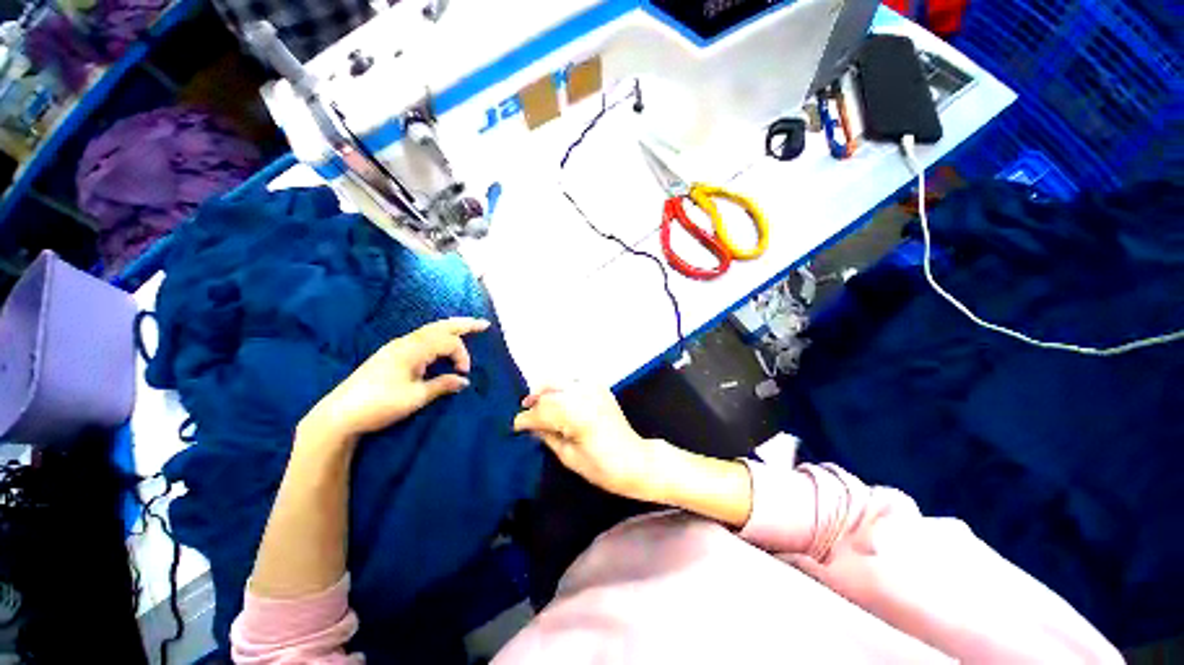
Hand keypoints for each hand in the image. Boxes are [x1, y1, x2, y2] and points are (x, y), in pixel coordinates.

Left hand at [304, 318, 489, 440]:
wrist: (339, 414)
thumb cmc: (379, 405)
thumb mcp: (415, 398)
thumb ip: (442, 385)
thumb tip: (464, 381)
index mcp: (412, 350)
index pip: (448, 343)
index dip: (462, 355)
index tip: (464, 374)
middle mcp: (405, 342)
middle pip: (440, 326)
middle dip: (463, 324)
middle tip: (484, 324)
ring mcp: (396, 347)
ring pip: (429, 330)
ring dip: (450, 327)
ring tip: (468, 327)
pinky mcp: (391, 354)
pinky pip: (421, 337)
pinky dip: (438, 335)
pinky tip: (441, 341)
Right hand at [513, 385, 674, 502]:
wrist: (635, 460)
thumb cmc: (602, 467)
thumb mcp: (569, 457)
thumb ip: (547, 436)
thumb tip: (530, 426)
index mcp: (577, 415)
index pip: (542, 411)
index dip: (525, 419)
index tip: (515, 426)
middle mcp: (585, 395)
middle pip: (549, 390)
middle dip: (534, 400)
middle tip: (525, 411)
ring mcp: (594, 388)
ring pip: (560, 381)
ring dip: (546, 391)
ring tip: (538, 403)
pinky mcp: (600, 387)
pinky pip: (574, 380)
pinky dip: (562, 386)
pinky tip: (558, 398)